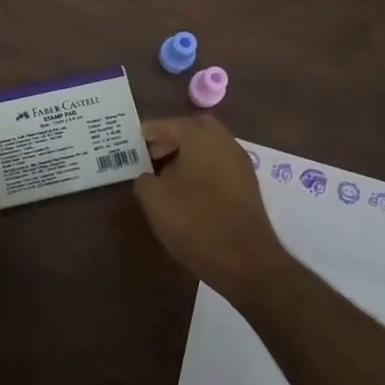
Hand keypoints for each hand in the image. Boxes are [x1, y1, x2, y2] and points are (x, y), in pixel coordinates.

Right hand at [135, 115, 292, 301]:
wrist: (245, 260)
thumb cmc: (195, 222)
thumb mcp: (155, 200)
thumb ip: (144, 180)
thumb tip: (147, 177)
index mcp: (201, 137)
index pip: (171, 123)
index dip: (151, 131)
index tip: (136, 140)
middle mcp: (225, 142)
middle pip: (196, 128)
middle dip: (173, 137)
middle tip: (154, 154)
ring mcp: (240, 164)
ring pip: (211, 146)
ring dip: (189, 154)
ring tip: (167, 176)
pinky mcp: (248, 186)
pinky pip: (220, 165)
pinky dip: (203, 168)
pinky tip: (189, 191)